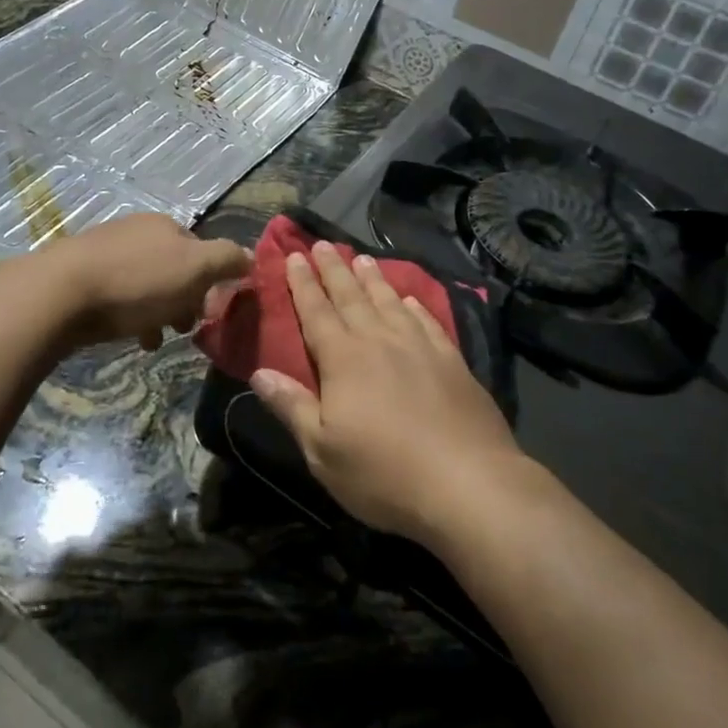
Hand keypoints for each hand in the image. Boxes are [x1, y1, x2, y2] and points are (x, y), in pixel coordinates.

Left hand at [38, 213, 250, 351]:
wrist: (59, 293)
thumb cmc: (136, 281)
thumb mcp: (195, 268)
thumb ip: (227, 260)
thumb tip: (251, 257)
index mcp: (165, 225)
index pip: (201, 251)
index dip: (211, 282)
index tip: (209, 313)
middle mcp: (136, 231)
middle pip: (173, 268)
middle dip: (183, 300)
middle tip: (183, 329)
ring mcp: (105, 251)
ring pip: (146, 284)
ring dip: (158, 312)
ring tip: (155, 340)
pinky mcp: (80, 276)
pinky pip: (118, 296)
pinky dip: (130, 316)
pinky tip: (131, 337)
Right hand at [249, 243, 524, 546]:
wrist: (469, 484)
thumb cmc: (384, 474)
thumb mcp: (323, 451)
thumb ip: (291, 407)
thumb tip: (258, 373)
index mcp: (343, 359)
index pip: (316, 311)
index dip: (303, 283)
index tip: (294, 256)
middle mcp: (379, 340)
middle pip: (351, 296)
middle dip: (334, 269)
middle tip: (323, 243)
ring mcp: (420, 347)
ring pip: (389, 301)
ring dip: (373, 279)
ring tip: (362, 258)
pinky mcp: (452, 361)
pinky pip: (427, 320)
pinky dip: (414, 306)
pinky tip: (410, 300)